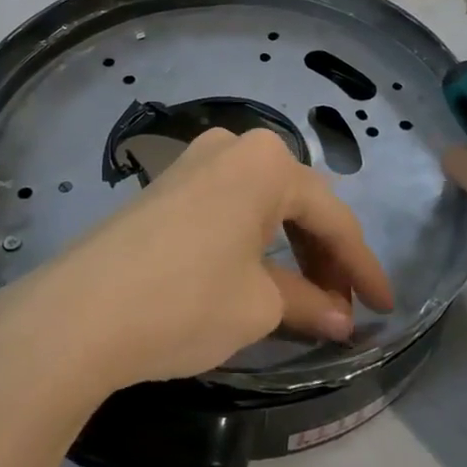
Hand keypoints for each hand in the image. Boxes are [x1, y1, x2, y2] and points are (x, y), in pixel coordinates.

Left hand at [5, 127, 394, 392]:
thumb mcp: (258, 305)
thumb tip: (341, 319)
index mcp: (266, 161)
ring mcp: (193, 162)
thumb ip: (308, 304)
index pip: (332, 217)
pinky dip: (253, 242)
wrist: (80, 312)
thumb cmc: (187, 299)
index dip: (363, 267)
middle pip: (296, 203)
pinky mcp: (165, 186)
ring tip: (309, 300)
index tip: (387, 307)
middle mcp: (232, 146)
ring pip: (262, 204)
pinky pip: (228, 208)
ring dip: (290, 250)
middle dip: (325, 257)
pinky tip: (260, 276)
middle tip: (345, 309)